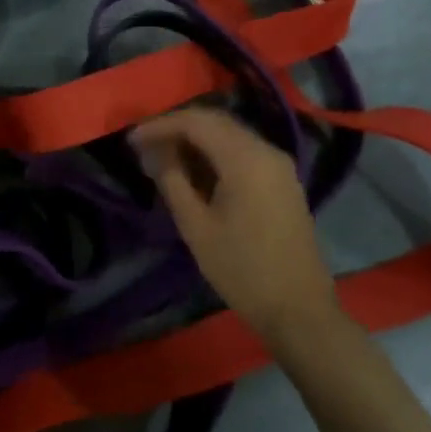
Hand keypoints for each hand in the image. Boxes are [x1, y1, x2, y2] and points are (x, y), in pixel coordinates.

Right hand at [131, 106, 340, 338]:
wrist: (298, 310)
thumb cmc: (241, 269)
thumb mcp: (196, 226)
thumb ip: (173, 180)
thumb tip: (155, 152)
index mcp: (246, 159)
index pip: (196, 122)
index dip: (160, 126)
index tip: (131, 140)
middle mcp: (266, 151)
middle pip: (215, 122)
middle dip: (177, 128)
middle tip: (145, 145)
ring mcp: (279, 165)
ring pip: (230, 135)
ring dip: (196, 139)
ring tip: (164, 157)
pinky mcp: (283, 180)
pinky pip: (243, 151)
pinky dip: (215, 152)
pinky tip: (195, 170)